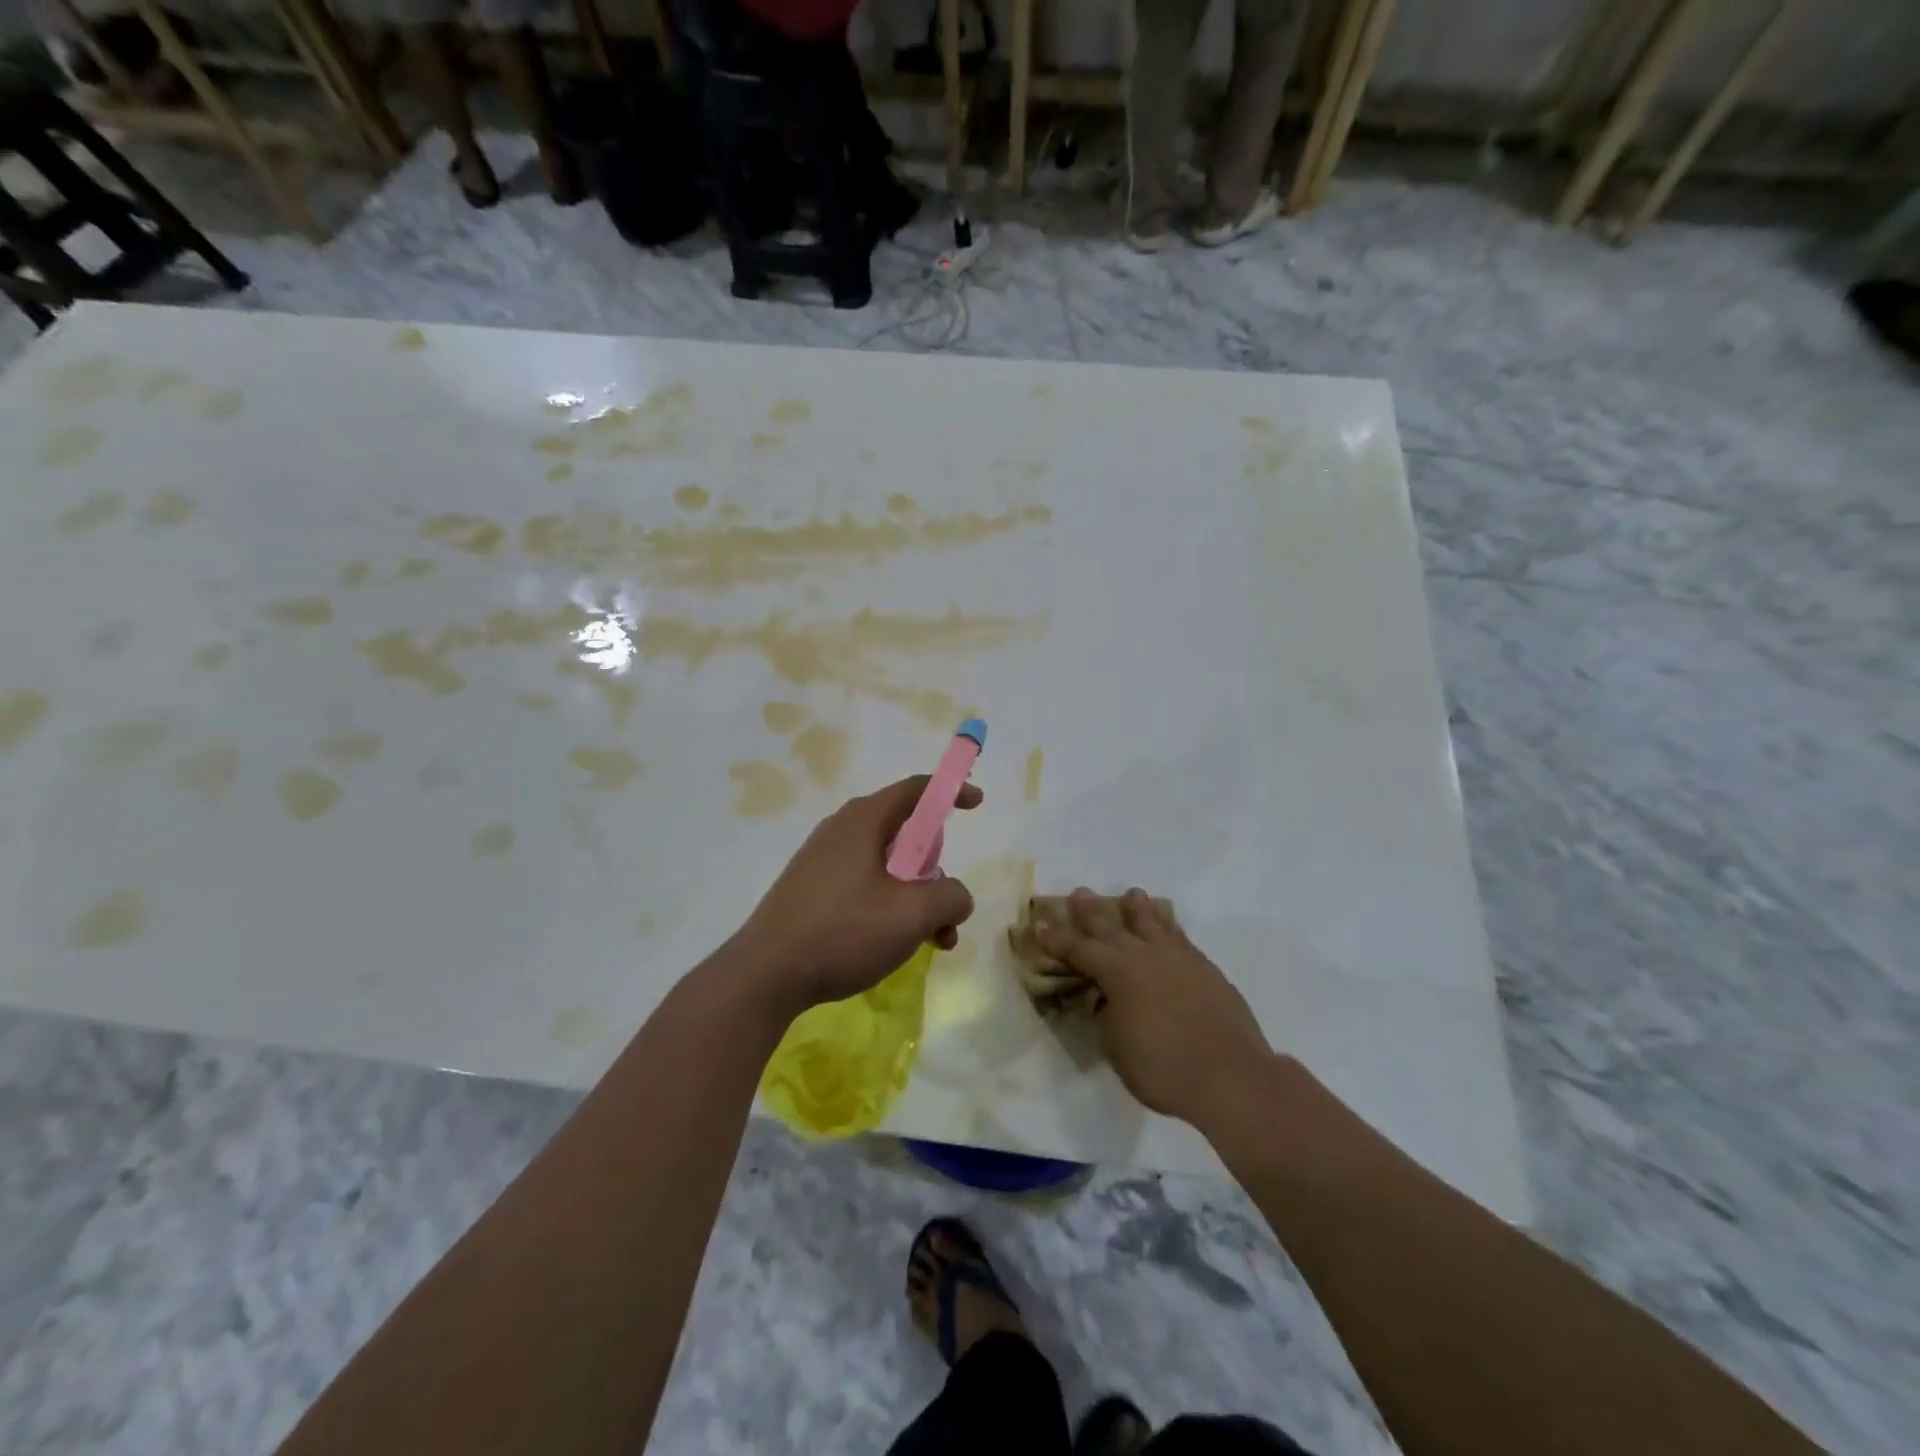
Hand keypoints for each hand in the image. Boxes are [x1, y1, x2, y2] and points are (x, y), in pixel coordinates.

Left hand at [732, 776, 981, 1017]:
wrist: (765, 976)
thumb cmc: (843, 932)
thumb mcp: (913, 914)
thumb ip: (950, 896)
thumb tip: (955, 896)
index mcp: (863, 821)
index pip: (916, 790)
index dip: (951, 792)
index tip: (977, 803)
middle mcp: (841, 831)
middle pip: (904, 833)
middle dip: (936, 868)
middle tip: (947, 903)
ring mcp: (822, 861)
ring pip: (887, 867)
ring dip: (917, 898)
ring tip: (933, 941)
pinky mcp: (811, 890)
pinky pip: (864, 886)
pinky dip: (890, 907)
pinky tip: (896, 946)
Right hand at [1033, 888, 1272, 1125]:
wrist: (1230, 1076)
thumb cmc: (1163, 1068)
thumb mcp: (1117, 1048)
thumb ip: (1108, 1018)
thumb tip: (1109, 1001)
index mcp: (1118, 973)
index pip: (1079, 950)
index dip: (1056, 938)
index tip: (1038, 922)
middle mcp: (1146, 956)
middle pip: (1112, 927)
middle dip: (1091, 912)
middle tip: (1079, 893)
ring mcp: (1179, 959)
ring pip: (1153, 924)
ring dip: (1138, 909)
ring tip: (1131, 894)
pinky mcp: (1206, 969)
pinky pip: (1180, 938)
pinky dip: (1169, 928)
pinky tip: (1168, 928)